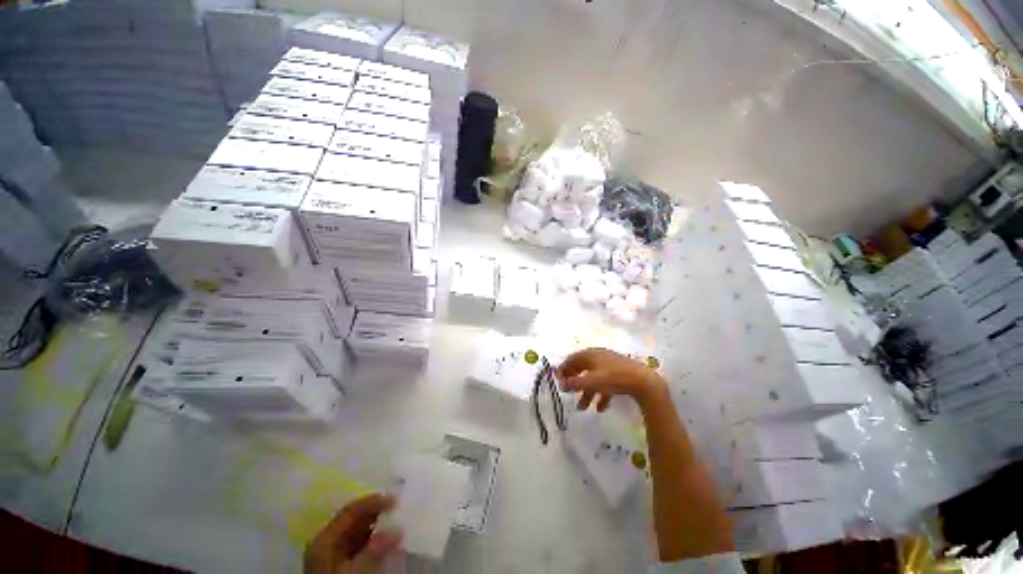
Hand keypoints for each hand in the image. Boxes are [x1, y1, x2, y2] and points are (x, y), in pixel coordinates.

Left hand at [305, 494, 401, 573]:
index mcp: (324, 540)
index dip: (374, 502)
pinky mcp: (342, 563)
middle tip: (400, 509)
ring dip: (379, 525)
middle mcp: (327, 542)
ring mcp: (334, 553)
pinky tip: (388, 541)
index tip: (396, 500)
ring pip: (359, 530)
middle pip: (355, 519)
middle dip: (378, 513)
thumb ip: (374, 551)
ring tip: (398, 522)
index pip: (351, 511)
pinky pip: (361, 543)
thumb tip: (398, 529)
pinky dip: (376, 539)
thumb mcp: (356, 573)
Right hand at [557, 348, 665, 411]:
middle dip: (574, 382)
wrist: (643, 381)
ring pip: (593, 378)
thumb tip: (561, 384)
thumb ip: (574, 383)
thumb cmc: (613, 378)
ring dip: (586, 393)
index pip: (571, 360)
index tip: (558, 383)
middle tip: (568, 393)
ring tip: (582, 408)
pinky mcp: (619, 373)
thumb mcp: (591, 382)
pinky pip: (605, 383)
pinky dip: (600, 394)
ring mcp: (609, 365)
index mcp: (589, 354)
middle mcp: (598, 357)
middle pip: (581, 369)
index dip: (563, 370)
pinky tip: (600, 408)